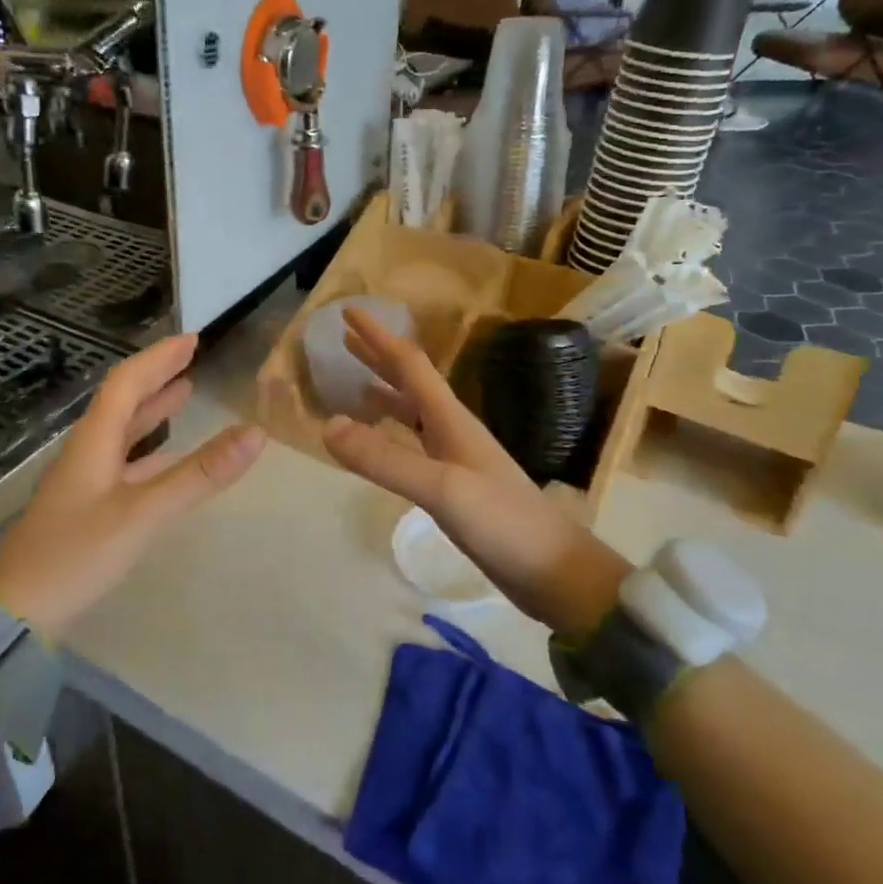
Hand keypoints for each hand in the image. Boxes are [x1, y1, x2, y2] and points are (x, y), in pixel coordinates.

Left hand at [0, 333, 264, 636]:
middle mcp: (88, 450)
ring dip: (152, 407)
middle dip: (156, 375)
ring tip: (183, 391)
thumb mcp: (143, 514)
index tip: (192, 340)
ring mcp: (85, 479)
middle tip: (190, 357)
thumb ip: (199, 475)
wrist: (16, 609)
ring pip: (122, 429)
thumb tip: (255, 433)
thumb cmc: (76, 555)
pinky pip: (124, 459)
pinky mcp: (87, 504)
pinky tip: (165, 455)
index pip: (127, 383)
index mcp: (94, 441)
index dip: (159, 359)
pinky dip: (149, 446)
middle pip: (123, 400)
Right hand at [321, 308, 628, 639]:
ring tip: (354, 385)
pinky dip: (392, 432)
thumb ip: (384, 459)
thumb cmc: (503, 522)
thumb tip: (328, 425)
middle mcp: (453, 429)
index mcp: (451, 418)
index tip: (348, 311)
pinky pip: (414, 444)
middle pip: (411, 381)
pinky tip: (383, 442)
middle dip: (378, 357)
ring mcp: (456, 458)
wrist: (554, 572)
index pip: (409, 364)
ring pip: (413, 412)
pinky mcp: (456, 486)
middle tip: (344, 340)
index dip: (378, 336)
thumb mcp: (441, 489)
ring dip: (385, 392)